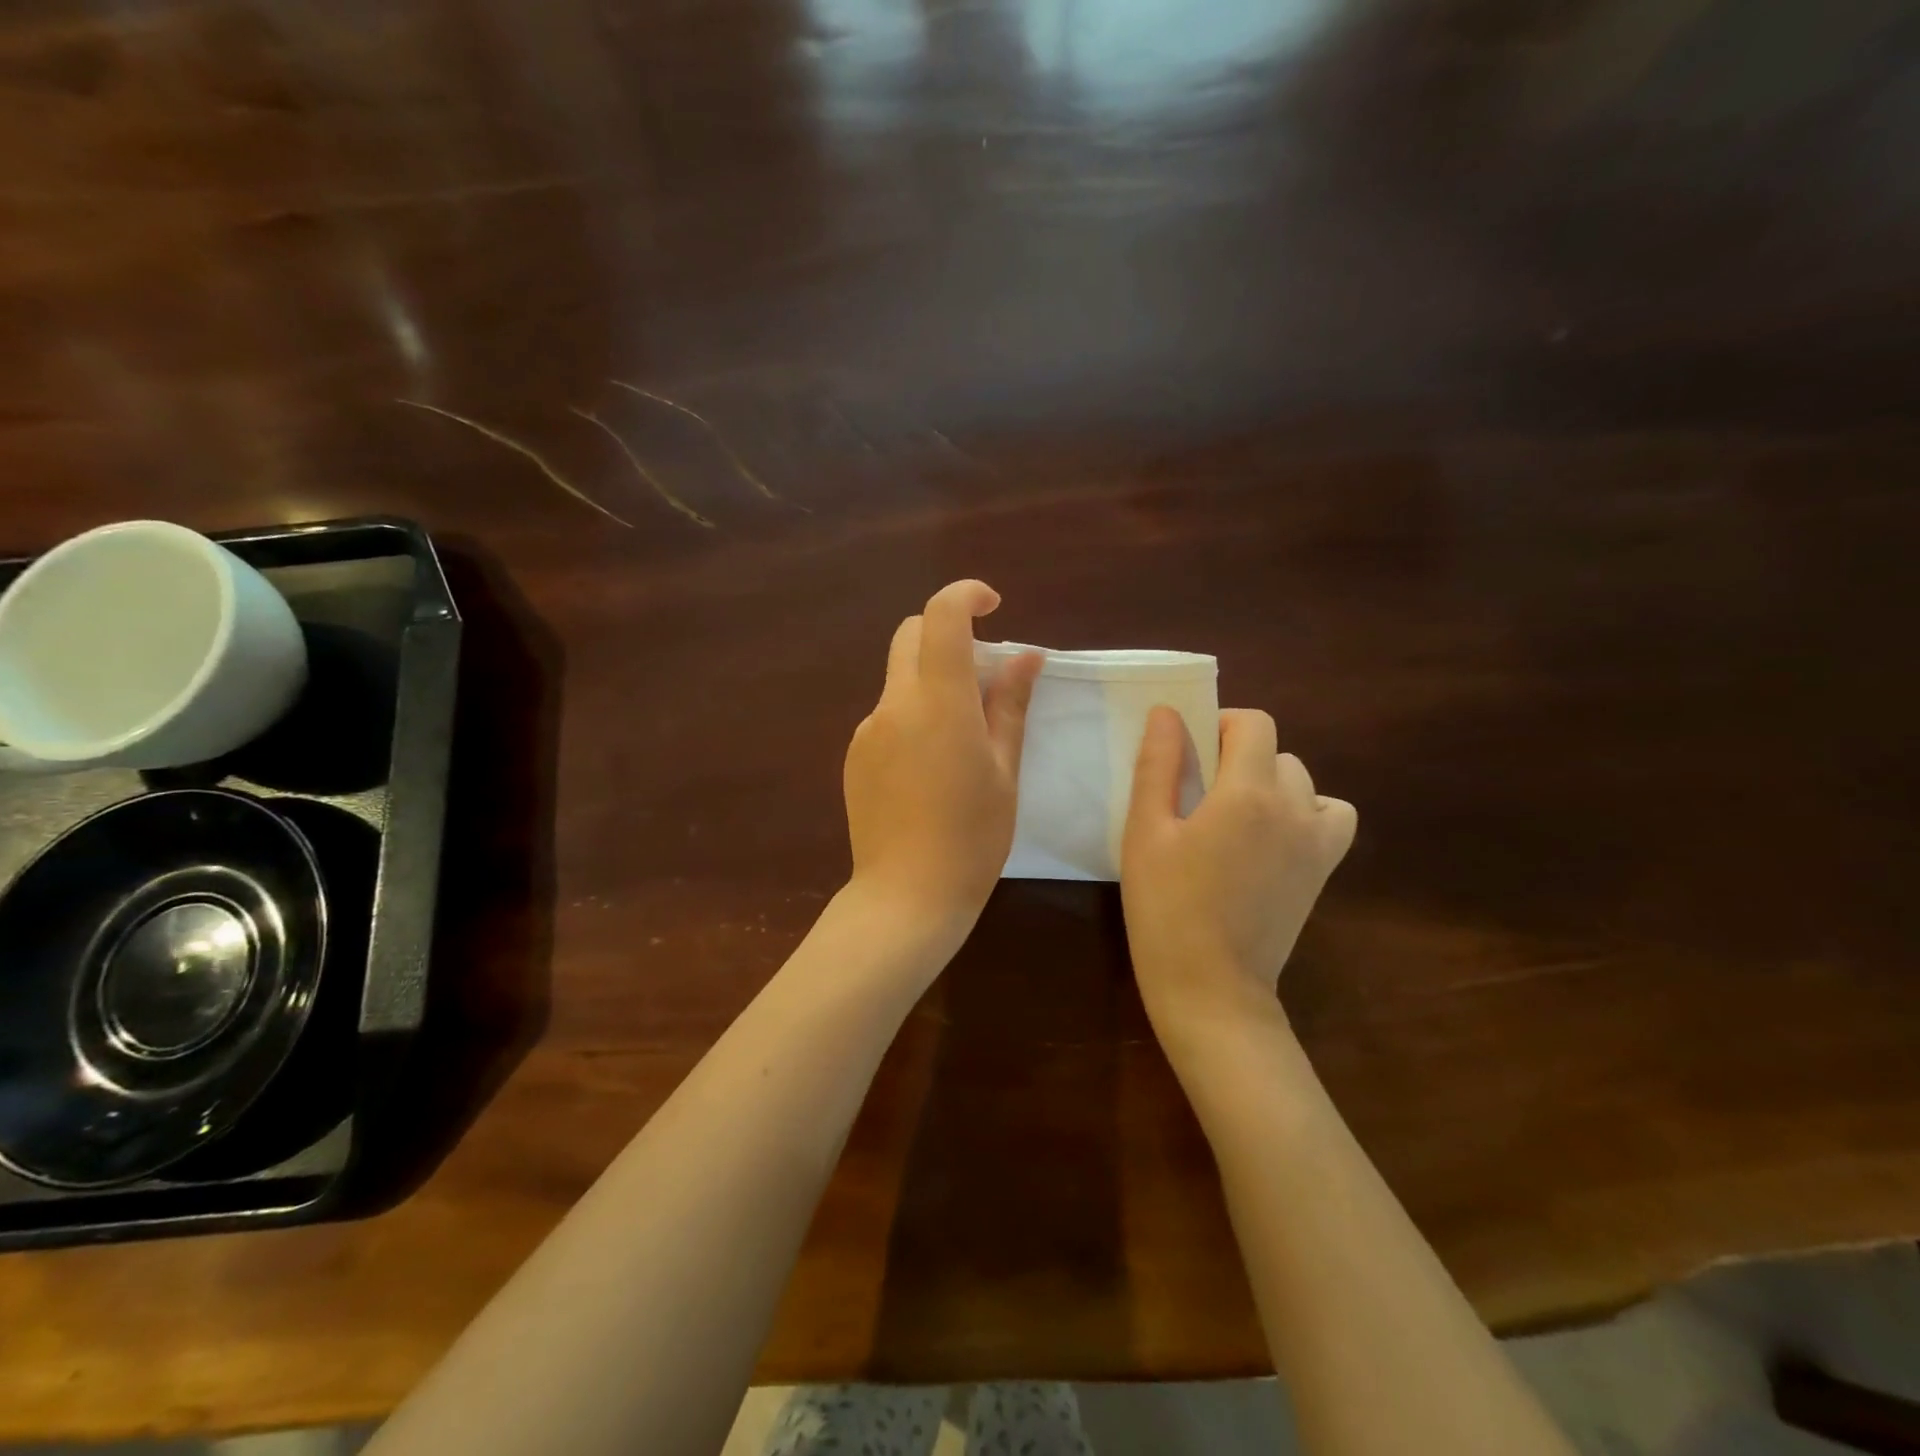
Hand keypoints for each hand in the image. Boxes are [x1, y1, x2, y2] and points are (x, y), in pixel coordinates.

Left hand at [844, 580, 1042, 938]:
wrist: (905, 896)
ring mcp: (866, 730)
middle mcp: (893, 704)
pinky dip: (912, 714)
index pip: (941, 617)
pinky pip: (887, 715)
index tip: (993, 606)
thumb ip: (1010, 705)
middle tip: (984, 674)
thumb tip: (1026, 656)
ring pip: (899, 678)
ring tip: (962, 737)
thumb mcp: (1004, 770)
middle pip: (910, 637)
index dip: (966, 595)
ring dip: (931, 681)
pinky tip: (931, 767)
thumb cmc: (972, 837)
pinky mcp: (853, 755)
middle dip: (946, 635)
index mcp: (938, 702)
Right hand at [1121, 707, 1356, 1047]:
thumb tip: (1167, 712)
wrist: (1211, 988)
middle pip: (1277, 752)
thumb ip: (1159, 765)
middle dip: (1239, 756)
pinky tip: (1272, 837)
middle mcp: (1294, 807)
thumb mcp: (1146, 832)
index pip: (1254, 724)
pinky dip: (1307, 812)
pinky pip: (1332, 817)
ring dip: (1271, 782)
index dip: (1221, 724)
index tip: (1191, 752)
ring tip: (1235, 815)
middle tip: (1199, 793)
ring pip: (1303, 782)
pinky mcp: (1323, 871)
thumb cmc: (1166, 908)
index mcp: (1247, 792)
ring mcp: (1317, 842)